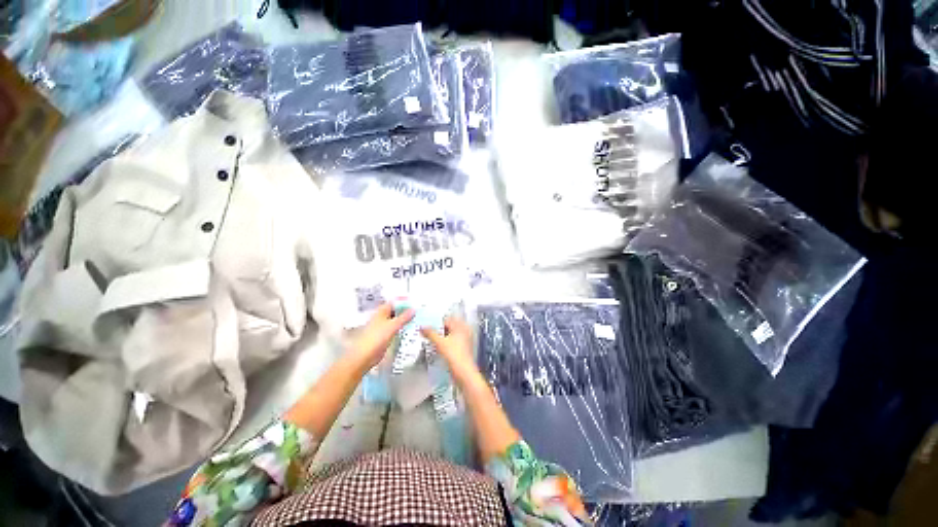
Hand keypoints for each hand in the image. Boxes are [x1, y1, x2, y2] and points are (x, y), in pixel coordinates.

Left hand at [348, 304, 414, 369]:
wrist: (365, 355)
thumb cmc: (376, 338)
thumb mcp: (393, 325)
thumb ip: (404, 317)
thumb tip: (414, 309)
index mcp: (381, 311)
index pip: (394, 302)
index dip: (404, 301)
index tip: (415, 302)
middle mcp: (381, 316)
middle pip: (395, 310)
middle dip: (405, 310)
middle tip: (418, 310)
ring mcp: (382, 326)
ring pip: (396, 319)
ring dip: (404, 319)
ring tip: (416, 318)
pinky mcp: (384, 335)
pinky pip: (395, 328)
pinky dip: (402, 327)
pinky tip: (409, 329)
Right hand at [421, 317, 478, 381]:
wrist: (464, 372)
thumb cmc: (454, 355)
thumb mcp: (440, 343)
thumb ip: (430, 334)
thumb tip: (421, 327)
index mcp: (460, 326)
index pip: (447, 319)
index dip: (436, 322)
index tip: (426, 325)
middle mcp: (464, 331)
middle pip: (449, 326)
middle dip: (438, 329)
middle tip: (427, 332)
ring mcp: (464, 340)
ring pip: (450, 335)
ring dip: (441, 337)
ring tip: (430, 340)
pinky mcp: (462, 349)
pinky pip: (452, 342)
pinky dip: (445, 343)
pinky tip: (437, 348)